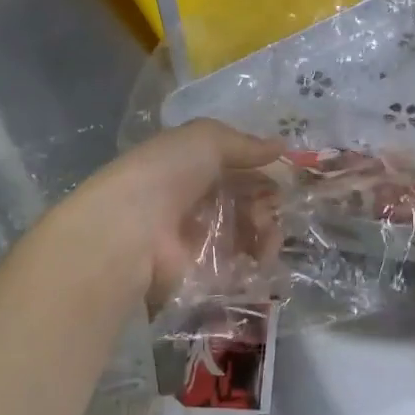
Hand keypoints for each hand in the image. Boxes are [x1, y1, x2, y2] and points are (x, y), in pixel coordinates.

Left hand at [56, 119, 282, 301]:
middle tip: (269, 208)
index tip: (285, 177)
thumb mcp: (206, 139)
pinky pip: (242, 267)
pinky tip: (262, 257)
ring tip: (264, 234)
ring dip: (268, 231)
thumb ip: (245, 144)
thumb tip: (282, 147)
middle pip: (248, 202)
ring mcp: (201, 240)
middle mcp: (197, 202)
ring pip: (250, 234)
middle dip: (268, 203)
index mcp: (193, 167)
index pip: (239, 169)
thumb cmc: (166, 174)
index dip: (264, 171)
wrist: (130, 230)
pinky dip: (258, 261)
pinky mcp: (205, 276)